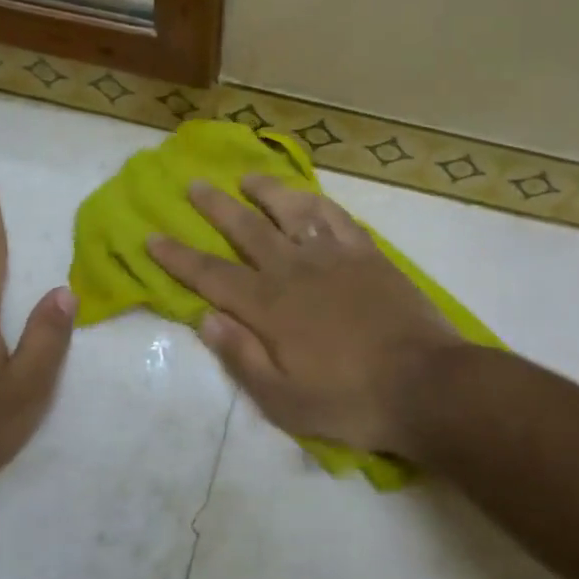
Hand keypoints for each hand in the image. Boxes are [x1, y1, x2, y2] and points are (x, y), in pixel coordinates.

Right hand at [147, 177, 460, 460]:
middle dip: (215, 207)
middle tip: (194, 184)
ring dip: (266, 191)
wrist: (426, 385)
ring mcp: (334, 257)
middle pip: (246, 229)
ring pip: (291, 211)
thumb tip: (204, 318)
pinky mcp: (368, 254)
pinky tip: (306, 198)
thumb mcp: (283, 401)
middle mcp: (294, 270)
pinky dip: (315, 202)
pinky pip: (336, 217)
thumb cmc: (350, 401)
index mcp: (268, 307)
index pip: (211, 274)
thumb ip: (241, 356)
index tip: (152, 236)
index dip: (178, 256)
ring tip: (248, 178)